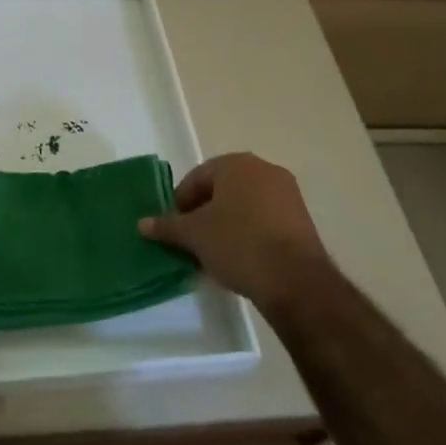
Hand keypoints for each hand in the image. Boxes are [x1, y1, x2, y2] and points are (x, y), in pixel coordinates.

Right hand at [139, 152, 328, 314]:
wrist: (295, 280)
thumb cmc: (238, 243)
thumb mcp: (194, 235)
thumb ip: (167, 226)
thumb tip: (142, 224)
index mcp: (236, 164)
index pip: (197, 177)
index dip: (180, 202)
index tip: (174, 228)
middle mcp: (264, 170)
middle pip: (222, 189)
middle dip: (204, 212)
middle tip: (192, 239)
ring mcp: (288, 194)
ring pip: (245, 205)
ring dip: (227, 223)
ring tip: (215, 252)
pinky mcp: (303, 220)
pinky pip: (265, 220)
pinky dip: (250, 233)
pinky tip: (241, 258)